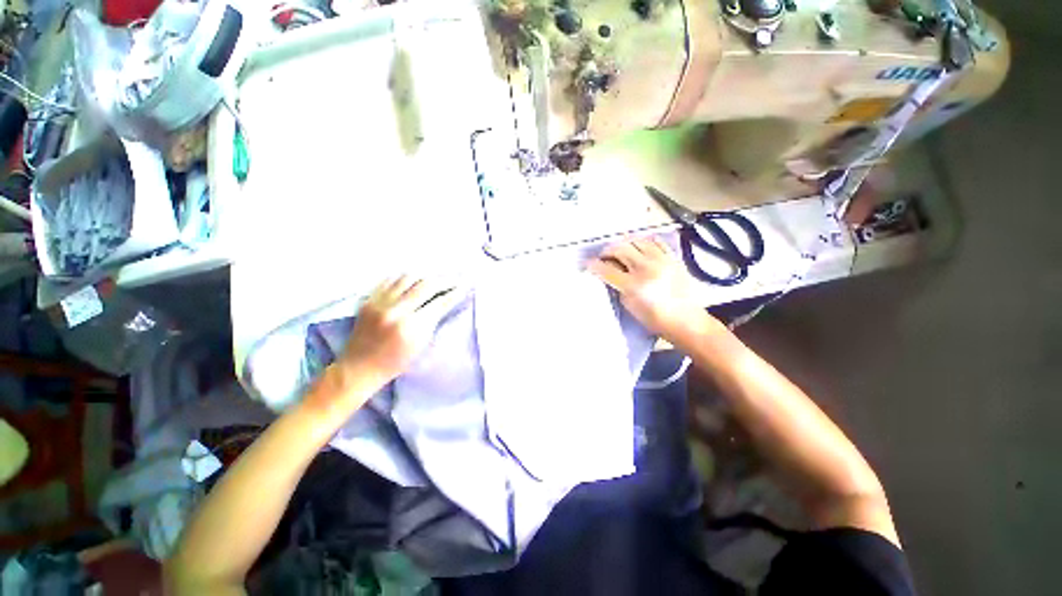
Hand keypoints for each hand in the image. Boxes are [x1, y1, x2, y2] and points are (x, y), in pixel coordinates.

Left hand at [339, 276, 460, 386]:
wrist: (359, 367)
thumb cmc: (396, 362)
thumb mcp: (421, 344)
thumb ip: (433, 320)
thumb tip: (446, 301)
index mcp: (411, 327)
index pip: (439, 302)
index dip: (454, 293)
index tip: (463, 287)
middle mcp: (395, 311)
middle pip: (426, 285)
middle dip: (444, 281)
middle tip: (453, 280)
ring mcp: (379, 303)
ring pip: (408, 277)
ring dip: (425, 276)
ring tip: (434, 279)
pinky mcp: (368, 300)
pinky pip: (390, 280)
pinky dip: (405, 278)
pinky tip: (413, 280)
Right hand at [588, 237, 718, 343]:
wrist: (686, 320)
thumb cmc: (655, 319)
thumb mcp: (629, 306)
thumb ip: (618, 287)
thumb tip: (610, 274)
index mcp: (633, 285)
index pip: (607, 269)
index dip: (593, 265)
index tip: (587, 264)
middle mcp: (646, 268)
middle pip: (620, 248)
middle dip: (607, 251)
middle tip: (603, 257)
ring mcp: (661, 260)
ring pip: (636, 240)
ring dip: (624, 243)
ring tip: (620, 250)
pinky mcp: (672, 257)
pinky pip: (656, 241)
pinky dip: (644, 241)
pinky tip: (639, 248)